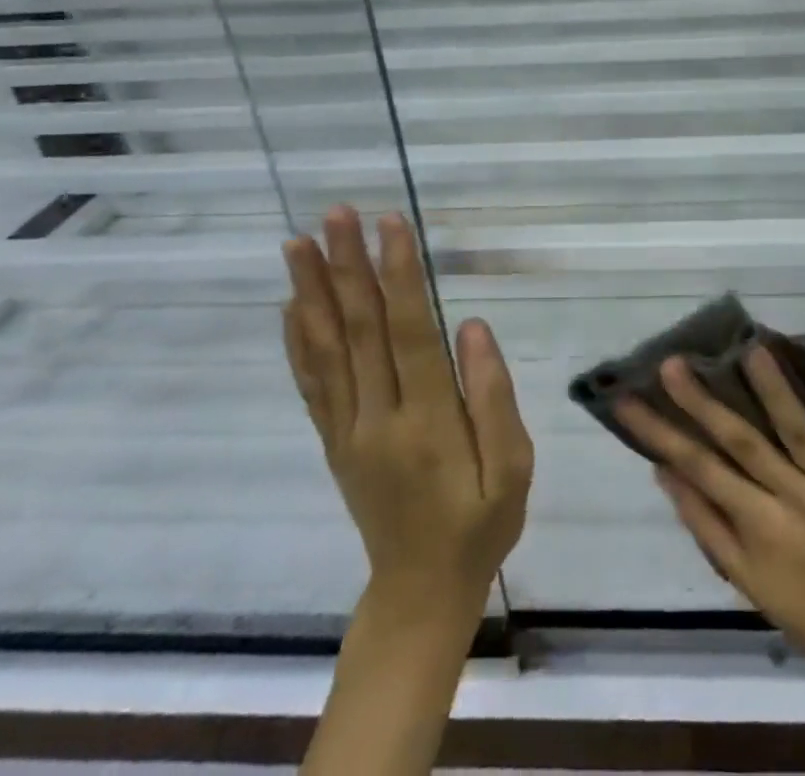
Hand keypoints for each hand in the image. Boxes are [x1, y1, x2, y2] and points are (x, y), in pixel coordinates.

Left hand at [282, 206, 533, 624]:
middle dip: (347, 266)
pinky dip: (297, 340)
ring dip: (310, 292)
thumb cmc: (481, 522)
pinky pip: (311, 384)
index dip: (399, 274)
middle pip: (359, 330)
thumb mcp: (513, 467)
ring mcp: (347, 430)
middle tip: (335, 214)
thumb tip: (472, 326)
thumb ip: (494, 395)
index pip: (410, 332)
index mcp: (428, 421)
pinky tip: (291, 304)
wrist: (421, 591)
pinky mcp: (334, 441)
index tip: (390, 223)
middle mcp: (377, 417)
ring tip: (296, 243)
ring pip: (325, 350)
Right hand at [616, 346, 804, 678]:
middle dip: (702, 401)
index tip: (627, 398)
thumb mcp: (748, 583)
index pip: (699, 470)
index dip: (660, 434)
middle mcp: (792, 500)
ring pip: (798, 430)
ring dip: (773, 390)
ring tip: (749, 349)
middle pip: (740, 442)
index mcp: (758, 528)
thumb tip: (666, 473)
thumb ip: (707, 526)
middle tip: (671, 362)